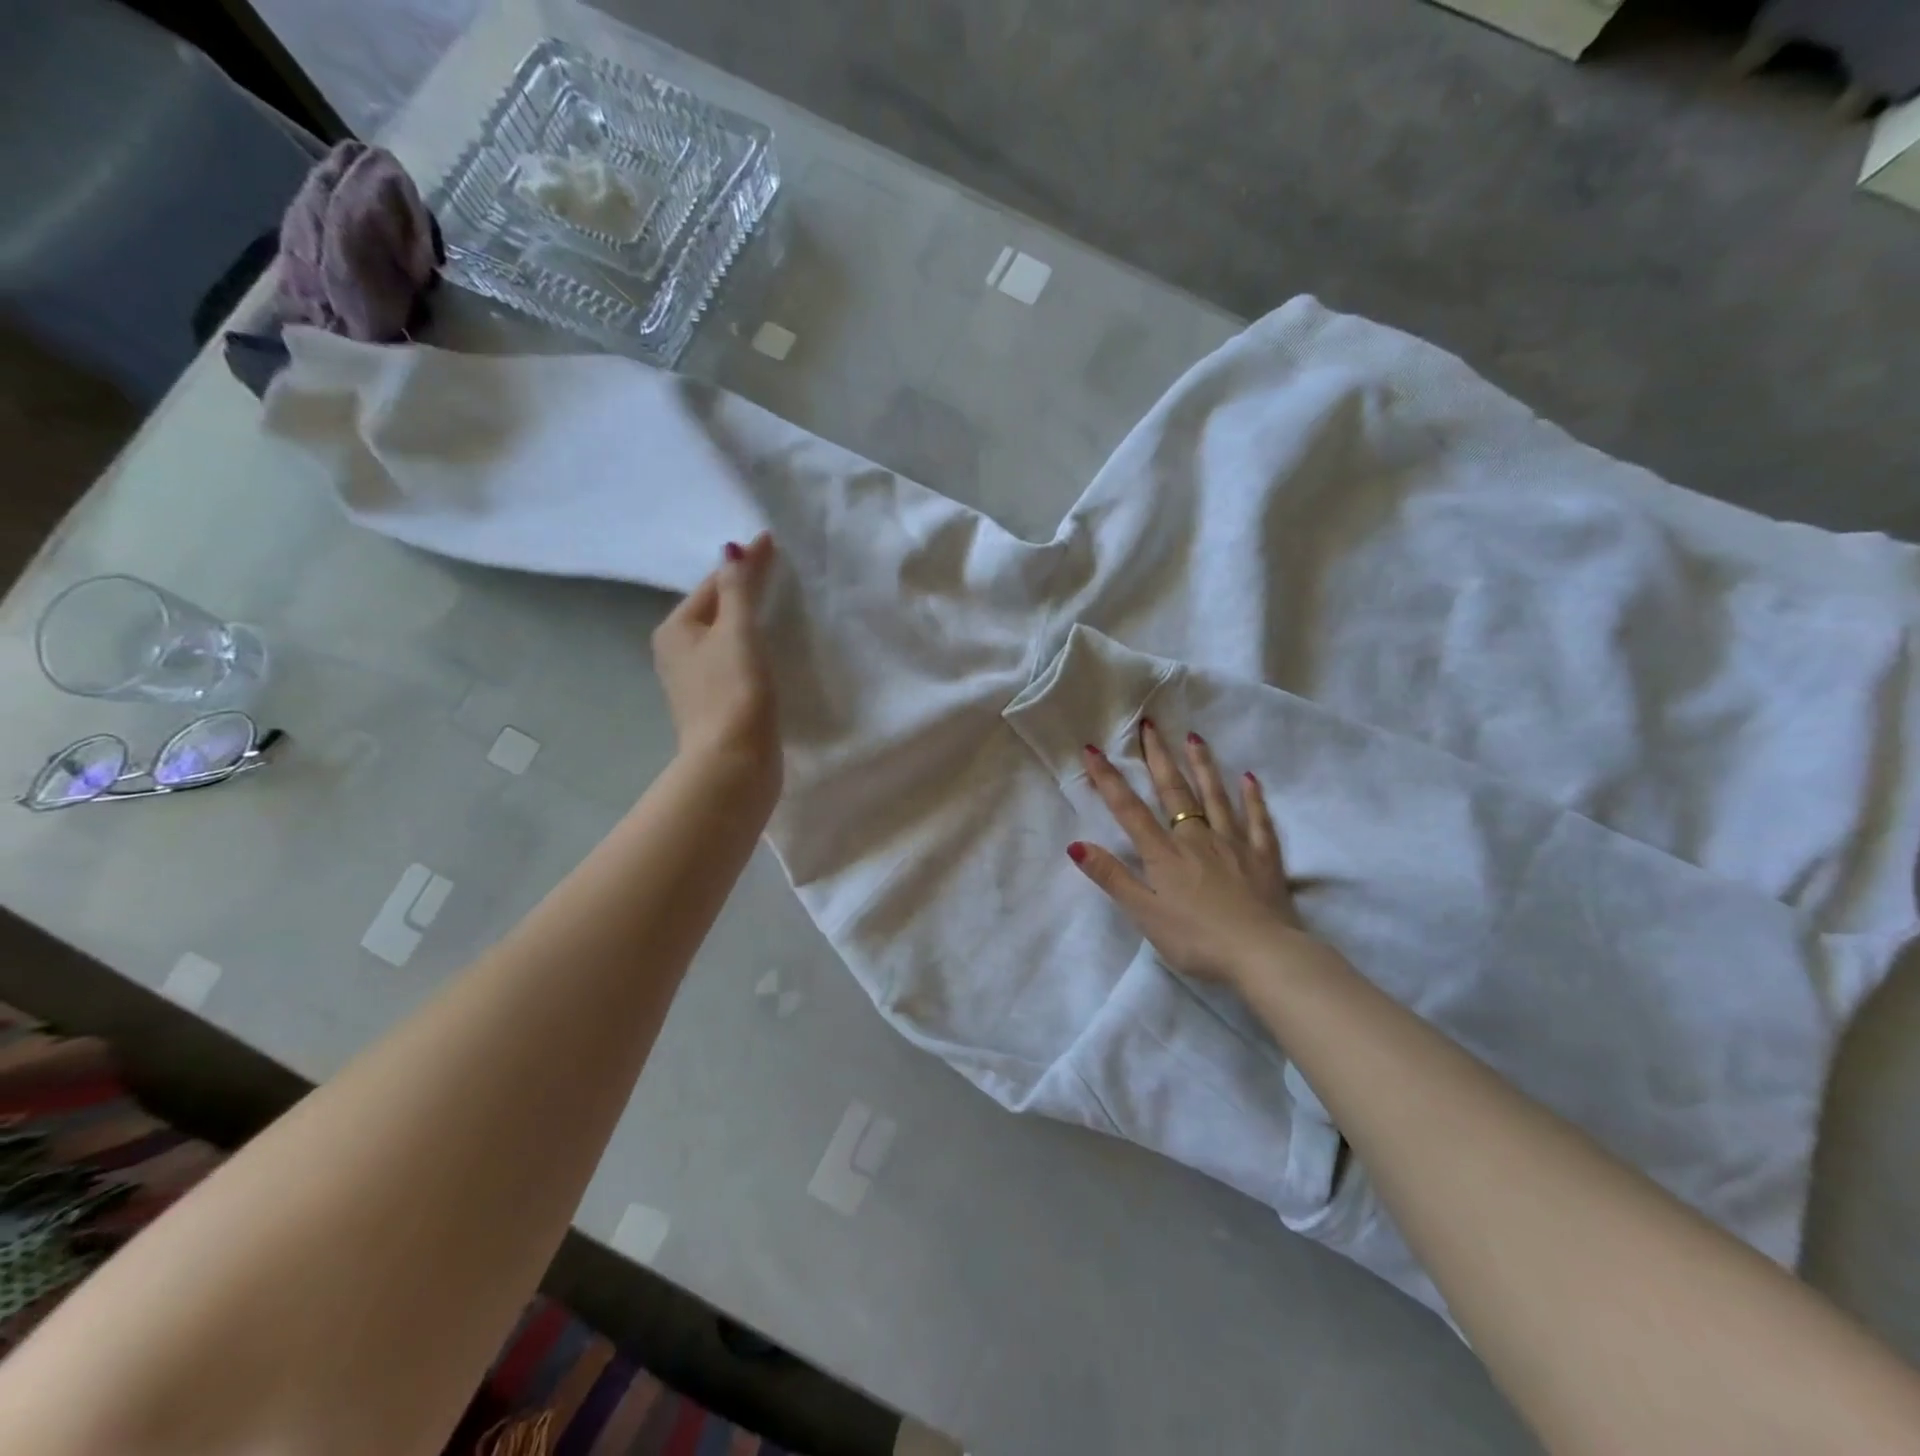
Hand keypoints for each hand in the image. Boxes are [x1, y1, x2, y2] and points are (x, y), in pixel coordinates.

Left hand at [651, 533, 779, 792]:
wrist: (733, 763)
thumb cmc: (734, 691)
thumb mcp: (738, 632)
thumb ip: (738, 589)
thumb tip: (732, 550)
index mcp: (676, 629)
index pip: (713, 585)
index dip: (744, 564)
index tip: (773, 542)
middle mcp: (676, 652)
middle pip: (716, 610)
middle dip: (742, 590)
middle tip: (777, 569)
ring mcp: (694, 681)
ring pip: (724, 638)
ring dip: (747, 620)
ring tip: (777, 605)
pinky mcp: (715, 704)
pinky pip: (732, 662)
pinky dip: (749, 648)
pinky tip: (768, 650)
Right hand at [1070, 721, 1308, 984]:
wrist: (1262, 955)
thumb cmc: (1197, 940)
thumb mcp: (1145, 914)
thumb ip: (1112, 877)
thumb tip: (1076, 844)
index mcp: (1165, 854)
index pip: (1129, 809)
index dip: (1109, 779)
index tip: (1093, 749)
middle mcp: (1197, 838)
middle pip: (1174, 791)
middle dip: (1158, 757)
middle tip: (1150, 724)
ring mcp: (1234, 844)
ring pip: (1215, 796)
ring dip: (1202, 765)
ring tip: (1194, 737)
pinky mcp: (1264, 857)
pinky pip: (1257, 820)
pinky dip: (1253, 798)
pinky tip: (1250, 779)